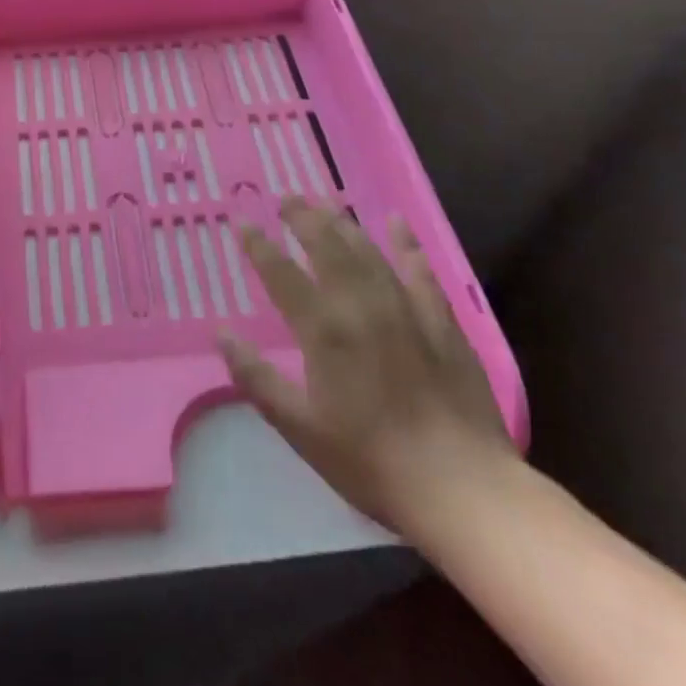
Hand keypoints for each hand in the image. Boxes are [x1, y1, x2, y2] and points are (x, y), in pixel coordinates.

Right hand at [219, 199, 511, 535]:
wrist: (463, 488)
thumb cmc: (371, 462)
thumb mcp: (300, 428)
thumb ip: (257, 377)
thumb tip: (222, 334)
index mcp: (324, 330)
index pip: (281, 274)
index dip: (259, 245)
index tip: (241, 223)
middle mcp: (362, 306)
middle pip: (327, 247)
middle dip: (302, 218)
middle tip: (286, 197)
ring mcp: (406, 310)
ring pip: (368, 251)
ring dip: (343, 222)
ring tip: (324, 200)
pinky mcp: (442, 323)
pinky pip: (420, 271)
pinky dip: (406, 244)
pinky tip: (396, 223)